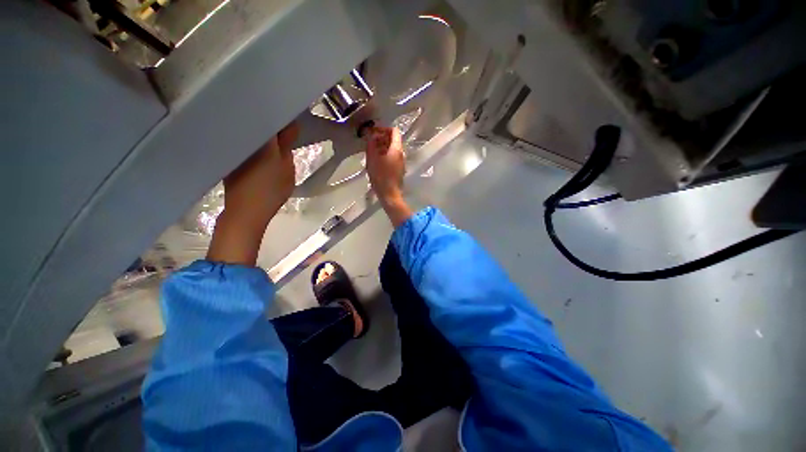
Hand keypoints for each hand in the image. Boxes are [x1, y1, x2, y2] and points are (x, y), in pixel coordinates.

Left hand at [207, 122, 297, 265]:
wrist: (247, 210)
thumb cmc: (271, 189)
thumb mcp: (286, 167)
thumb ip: (286, 144)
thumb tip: (290, 124)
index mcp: (259, 139)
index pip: (267, 115)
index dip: (279, 110)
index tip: (290, 110)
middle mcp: (241, 137)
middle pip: (255, 119)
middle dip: (270, 118)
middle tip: (286, 121)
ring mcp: (233, 146)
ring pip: (248, 129)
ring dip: (261, 128)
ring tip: (276, 130)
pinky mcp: (229, 155)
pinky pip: (242, 139)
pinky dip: (253, 138)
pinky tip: (262, 143)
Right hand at [364, 126, 412, 226]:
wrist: (390, 194)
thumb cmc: (381, 177)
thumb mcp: (372, 159)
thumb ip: (371, 145)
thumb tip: (371, 135)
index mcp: (396, 149)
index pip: (394, 131)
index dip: (383, 129)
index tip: (373, 132)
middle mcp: (402, 154)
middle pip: (394, 140)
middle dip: (382, 138)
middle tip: (370, 142)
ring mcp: (402, 162)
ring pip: (393, 149)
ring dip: (382, 146)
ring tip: (372, 151)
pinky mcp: (399, 169)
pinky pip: (393, 157)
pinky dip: (385, 154)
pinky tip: (376, 160)